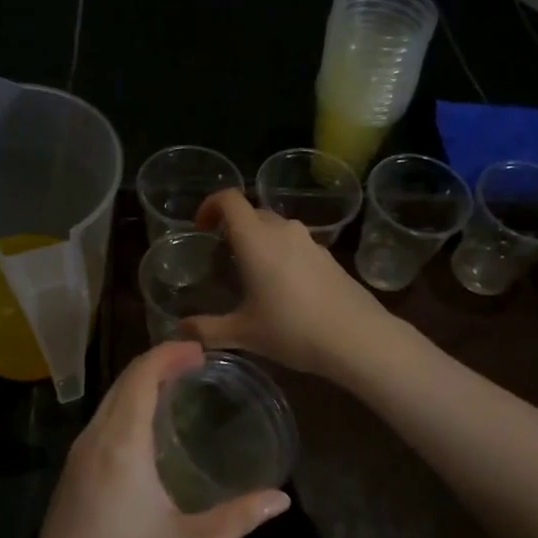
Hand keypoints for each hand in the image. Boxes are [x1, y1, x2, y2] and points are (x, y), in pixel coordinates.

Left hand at [13, 341, 290, 537]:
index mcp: (120, 447)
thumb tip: (281, 498)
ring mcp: (73, 463)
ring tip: (174, 389)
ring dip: (137, 387)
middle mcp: (91, 443)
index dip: (168, 354)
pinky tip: (143, 432)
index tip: (200, 349)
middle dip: (155, 364)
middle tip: (194, 364)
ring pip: (105, 405)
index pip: (140, 377)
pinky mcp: (67, 483)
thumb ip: (238, 518)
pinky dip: (122, 411)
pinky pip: (97, 427)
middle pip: (121, 384)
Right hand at [185, 189, 397, 379]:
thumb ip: (207, 329)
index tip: (201, 227)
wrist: (357, 338)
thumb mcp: (244, 333)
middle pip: (252, 213)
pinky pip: (296, 245)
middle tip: (222, 258)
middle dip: (233, 228)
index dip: (210, 205)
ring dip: (259, 242)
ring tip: (251, 275)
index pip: (229, 199)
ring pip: (276, 229)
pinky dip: (281, 255)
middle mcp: (283, 231)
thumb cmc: (293, 329)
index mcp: (256, 239)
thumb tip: (180, 330)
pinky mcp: (329, 257)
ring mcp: (310, 242)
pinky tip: (283, 290)